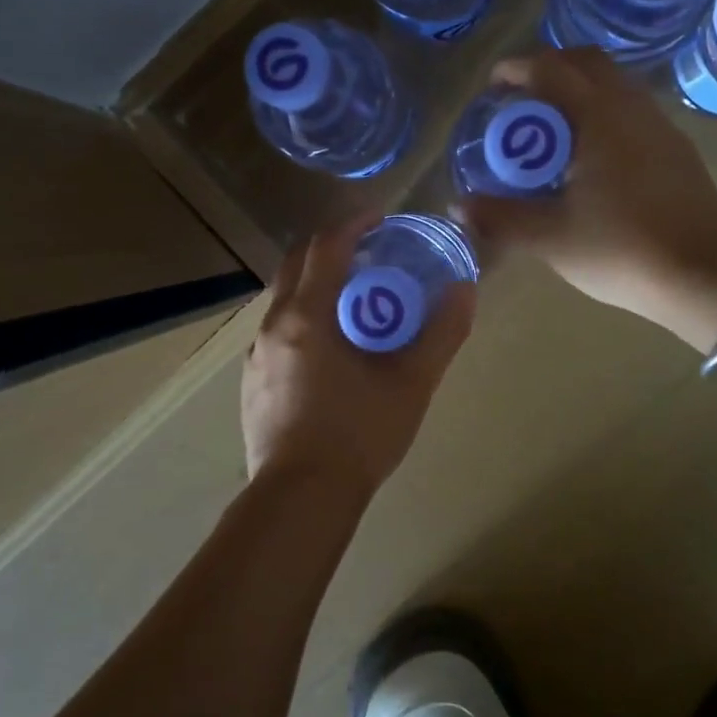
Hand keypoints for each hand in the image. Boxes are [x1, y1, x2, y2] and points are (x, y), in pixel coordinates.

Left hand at [241, 215, 475, 497]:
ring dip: (316, 284)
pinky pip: (277, 330)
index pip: (325, 247)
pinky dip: (303, 317)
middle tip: (369, 253)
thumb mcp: (411, 384)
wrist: (301, 499)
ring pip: (283, 298)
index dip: (353, 224)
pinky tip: (330, 349)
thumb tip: (464, 290)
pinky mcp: (252, 382)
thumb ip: (441, 334)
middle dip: (331, 247)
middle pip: (296, 263)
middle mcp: (273, 326)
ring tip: (354, 301)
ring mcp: (256, 355)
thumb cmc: (358, 437)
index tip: (380, 217)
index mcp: (306, 316)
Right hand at [458, 48, 716, 343]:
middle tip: (521, 100)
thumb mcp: (550, 238)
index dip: (517, 69)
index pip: (551, 70)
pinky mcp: (676, 150)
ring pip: (615, 84)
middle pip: (588, 63)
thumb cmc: (622, 250)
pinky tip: (590, 156)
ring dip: (579, 91)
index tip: (492, 86)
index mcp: (599, 117)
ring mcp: (660, 127)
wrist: (706, 277)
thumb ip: (499, 218)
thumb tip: (457, 206)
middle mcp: (632, 108)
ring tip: (551, 129)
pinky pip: (631, 110)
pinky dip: (602, 112)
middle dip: (549, 69)